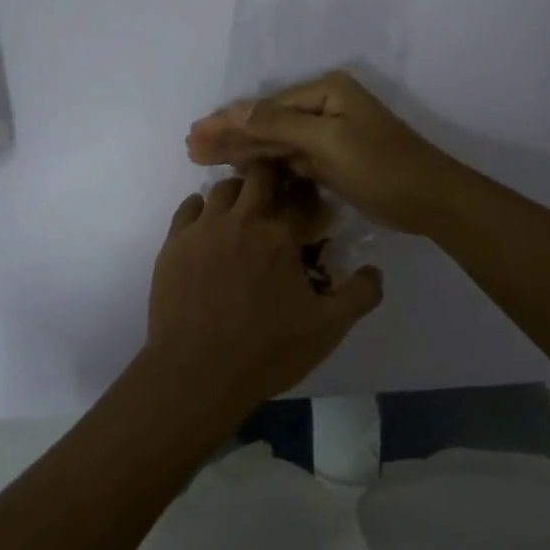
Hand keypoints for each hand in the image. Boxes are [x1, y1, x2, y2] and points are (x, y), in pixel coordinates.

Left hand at [147, 163, 383, 416]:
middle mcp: (242, 220)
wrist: (197, 373)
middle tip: (278, 197)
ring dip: (238, 192)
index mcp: (280, 236)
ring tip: (243, 211)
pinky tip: (209, 225)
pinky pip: (188, 207)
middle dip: (273, 179)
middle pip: (260, 176)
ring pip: (222, 188)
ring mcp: (203, 229)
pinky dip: (202, 208)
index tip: (312, 203)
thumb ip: (359, 295)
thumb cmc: (266, 351)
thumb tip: (374, 270)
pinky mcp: (174, 243)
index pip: (301, 197)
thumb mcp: (327, 330)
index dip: (310, 195)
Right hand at [187, 71, 463, 235]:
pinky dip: (264, 165)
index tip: (194, 133)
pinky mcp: (331, 160)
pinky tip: (239, 170)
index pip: (265, 106)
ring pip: (275, 142)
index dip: (228, 121)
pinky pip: (289, 159)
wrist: (429, 200)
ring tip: (202, 158)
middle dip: (229, 135)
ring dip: (241, 150)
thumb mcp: (328, 142)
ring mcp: (328, 135)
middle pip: (266, 122)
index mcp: (325, 92)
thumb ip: (279, 124)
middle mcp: (324, 107)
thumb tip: (235, 107)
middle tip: (190, 147)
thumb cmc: (380, 165)